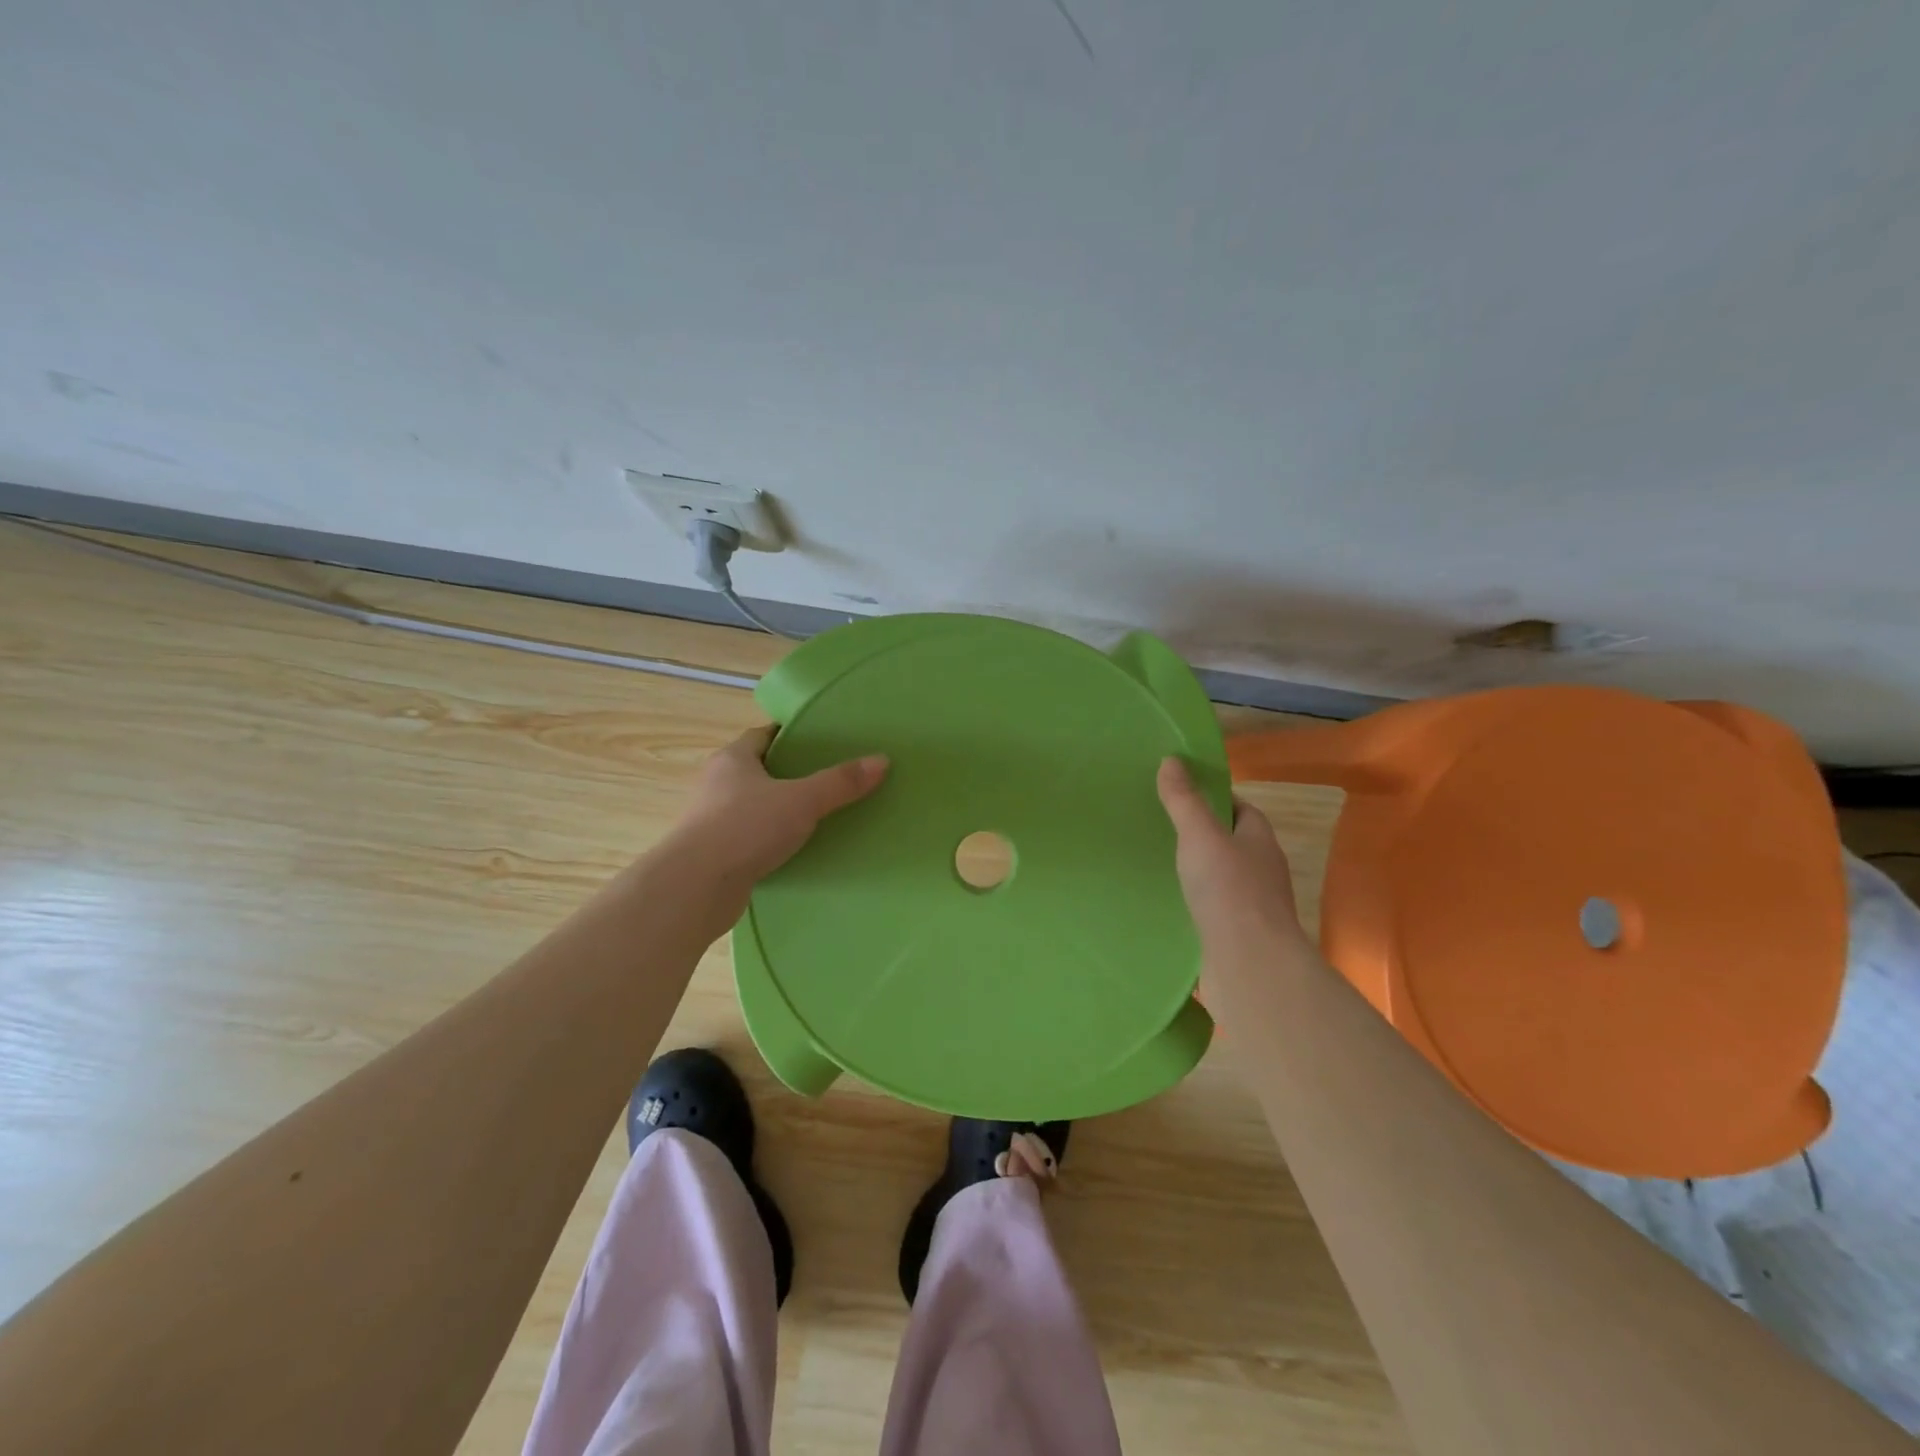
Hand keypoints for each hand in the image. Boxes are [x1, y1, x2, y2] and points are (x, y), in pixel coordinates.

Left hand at [674, 725, 888, 888]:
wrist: (696, 887)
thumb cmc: (745, 828)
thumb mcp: (802, 800)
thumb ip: (840, 782)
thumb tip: (882, 760)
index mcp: (733, 758)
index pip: (763, 735)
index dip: (791, 734)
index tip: (821, 740)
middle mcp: (717, 783)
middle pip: (759, 769)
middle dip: (790, 772)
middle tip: (829, 776)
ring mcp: (713, 820)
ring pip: (754, 805)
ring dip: (780, 808)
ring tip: (820, 813)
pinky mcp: (717, 852)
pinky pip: (751, 836)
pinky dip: (771, 838)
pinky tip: (797, 848)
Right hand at [1156, 758, 1310, 976]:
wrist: (1251, 965)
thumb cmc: (1230, 892)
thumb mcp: (1200, 836)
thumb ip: (1184, 801)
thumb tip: (1171, 760)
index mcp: (1260, 840)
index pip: (1241, 810)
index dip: (1215, 800)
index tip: (1182, 795)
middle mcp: (1262, 870)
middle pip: (1232, 843)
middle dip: (1202, 835)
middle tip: (1161, 827)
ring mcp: (1252, 906)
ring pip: (1222, 878)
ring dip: (1198, 871)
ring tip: (1158, 864)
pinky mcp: (1238, 935)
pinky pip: (1213, 909)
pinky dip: (1195, 903)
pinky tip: (1168, 904)